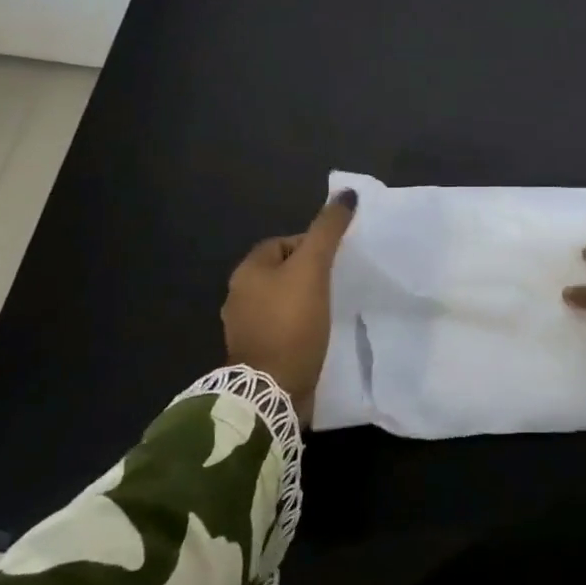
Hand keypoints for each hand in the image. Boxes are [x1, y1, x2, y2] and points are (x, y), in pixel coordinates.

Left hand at [222, 191, 357, 423]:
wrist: (272, 391)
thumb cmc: (291, 323)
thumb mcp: (313, 269)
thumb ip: (327, 231)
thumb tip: (346, 194)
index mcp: (247, 271)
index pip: (283, 243)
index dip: (311, 245)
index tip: (336, 260)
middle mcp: (239, 296)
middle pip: (281, 272)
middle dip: (308, 274)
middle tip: (338, 283)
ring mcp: (245, 327)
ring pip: (282, 301)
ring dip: (304, 301)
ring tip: (332, 308)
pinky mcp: (257, 353)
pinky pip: (282, 327)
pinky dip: (299, 326)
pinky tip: (318, 334)